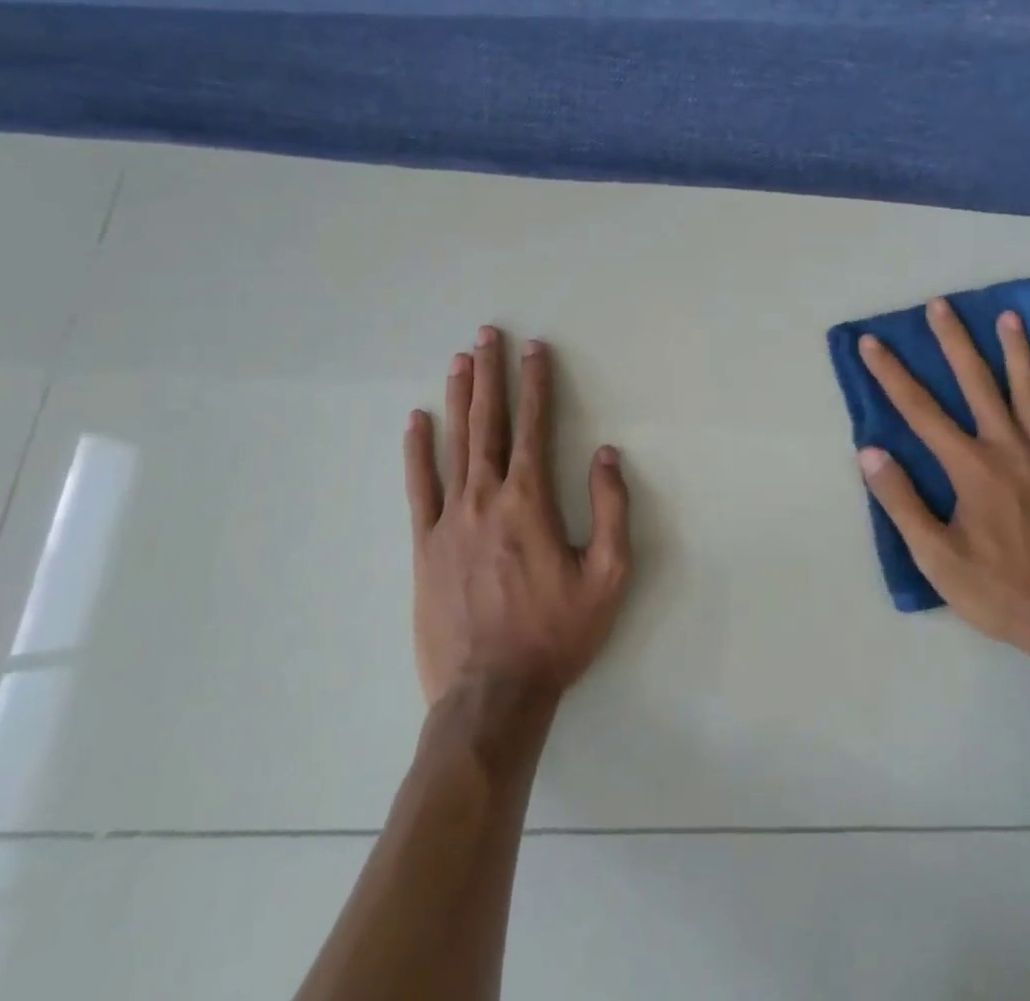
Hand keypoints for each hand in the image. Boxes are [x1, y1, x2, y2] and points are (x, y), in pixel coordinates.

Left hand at [405, 327, 630, 710]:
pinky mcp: (423, 546)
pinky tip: (417, 421)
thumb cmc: (557, 634)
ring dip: (460, 398)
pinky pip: (418, 487)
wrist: (491, 695)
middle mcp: (486, 498)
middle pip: (489, 423)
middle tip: (488, 335)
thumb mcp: (608, 576)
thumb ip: (612, 509)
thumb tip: (605, 455)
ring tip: (460, 360)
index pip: (534, 426)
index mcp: (530, 501)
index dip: (536, 384)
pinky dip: (417, 450)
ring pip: (454, 444)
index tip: (536, 350)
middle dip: (492, 374)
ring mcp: (448, 520)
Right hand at [857, 298, 1029, 662]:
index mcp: (971, 468)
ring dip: (1015, 351)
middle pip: (977, 383)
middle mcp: (1008, 449)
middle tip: (941, 304)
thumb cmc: (999, 591)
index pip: (920, 411)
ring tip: (1007, 316)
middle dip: (954, 341)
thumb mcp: (936, 557)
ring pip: (1029, 392)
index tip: (872, 343)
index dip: (892, 374)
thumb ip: (901, 501)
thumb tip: (869, 452)